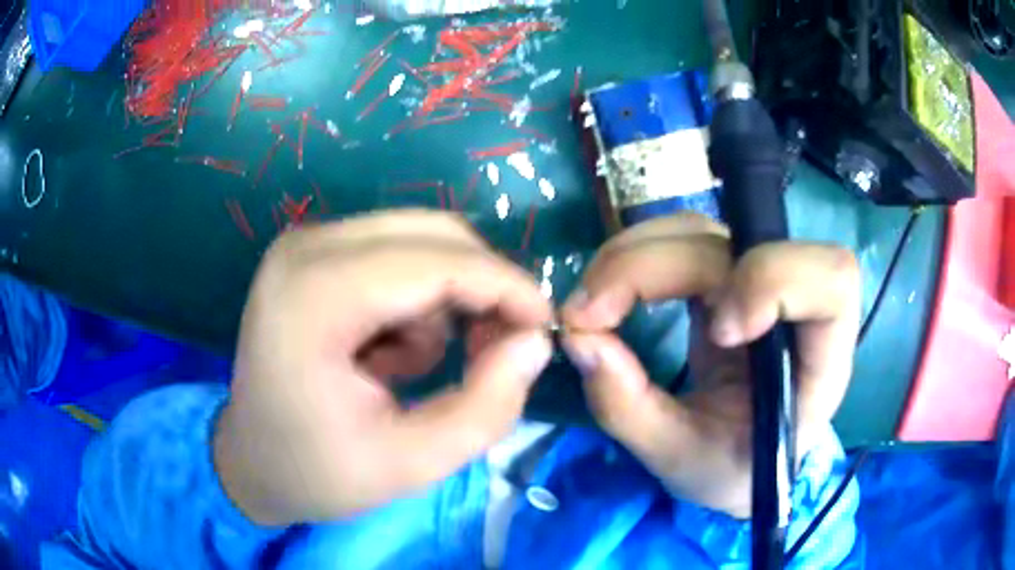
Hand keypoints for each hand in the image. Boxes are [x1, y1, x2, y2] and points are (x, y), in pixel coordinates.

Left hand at [214, 211, 553, 525]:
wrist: (251, 461)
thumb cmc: (318, 472)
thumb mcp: (412, 463)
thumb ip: (487, 407)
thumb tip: (534, 342)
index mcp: (313, 299)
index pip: (436, 263)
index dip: (505, 288)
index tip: (545, 327)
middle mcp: (305, 248)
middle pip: (433, 234)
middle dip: (481, 287)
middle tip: (496, 350)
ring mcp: (305, 242)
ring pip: (421, 239)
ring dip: (443, 300)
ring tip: (414, 367)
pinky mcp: (312, 252)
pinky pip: (396, 253)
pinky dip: (414, 300)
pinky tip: (383, 351)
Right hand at [560, 213, 859, 517]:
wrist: (734, 460)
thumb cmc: (726, 468)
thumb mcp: (679, 460)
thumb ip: (631, 410)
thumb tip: (580, 338)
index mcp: (816, 361)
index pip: (832, 281)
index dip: (774, 281)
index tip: (716, 330)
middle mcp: (794, 307)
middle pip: (740, 243)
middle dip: (655, 268)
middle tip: (587, 316)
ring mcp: (755, 283)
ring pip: (702, 230)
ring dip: (634, 256)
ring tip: (590, 306)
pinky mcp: (722, 277)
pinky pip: (679, 240)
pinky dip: (633, 258)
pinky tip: (608, 293)